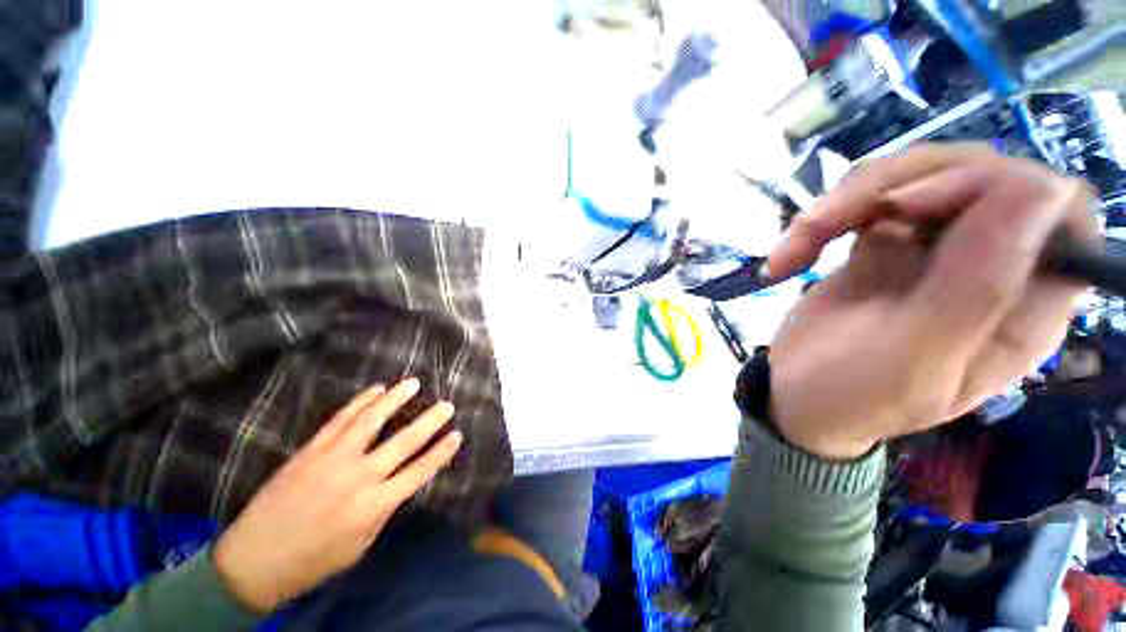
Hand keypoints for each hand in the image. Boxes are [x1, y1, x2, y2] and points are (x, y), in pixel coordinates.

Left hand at [212, 378, 462, 612]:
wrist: (254, 560)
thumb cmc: (314, 559)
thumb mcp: (360, 544)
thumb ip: (384, 509)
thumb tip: (401, 481)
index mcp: (374, 506)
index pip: (419, 472)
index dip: (441, 453)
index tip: (457, 435)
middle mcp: (359, 478)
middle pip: (404, 442)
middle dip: (430, 421)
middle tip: (447, 405)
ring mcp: (333, 459)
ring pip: (372, 421)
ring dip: (396, 399)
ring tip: (414, 383)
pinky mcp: (311, 450)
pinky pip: (341, 419)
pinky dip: (361, 402)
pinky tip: (376, 390)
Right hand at [765, 144, 1097, 459]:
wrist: (793, 394)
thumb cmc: (850, 394)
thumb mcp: (911, 358)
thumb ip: (977, 289)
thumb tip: (1040, 191)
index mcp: (1021, 306)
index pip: (1056, 209)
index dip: (993, 188)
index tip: (908, 211)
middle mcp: (992, 266)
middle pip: (979, 172)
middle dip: (898, 185)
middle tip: (828, 222)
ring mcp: (937, 249)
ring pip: (917, 176)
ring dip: (846, 202)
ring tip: (797, 242)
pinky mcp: (887, 242)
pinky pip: (868, 198)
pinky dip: (821, 218)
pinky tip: (790, 255)